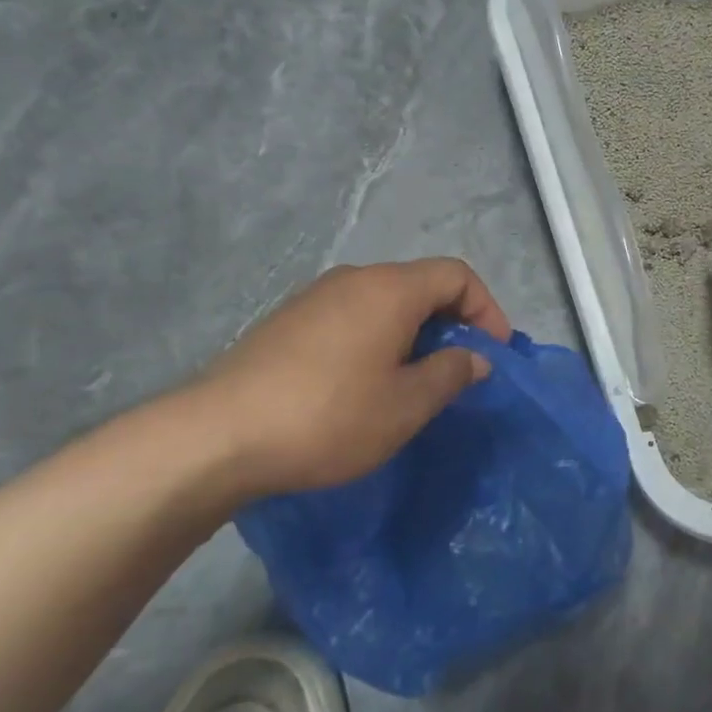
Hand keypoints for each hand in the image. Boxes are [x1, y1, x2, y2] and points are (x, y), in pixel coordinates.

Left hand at [191, 258, 511, 497]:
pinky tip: (366, 384)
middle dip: (452, 323)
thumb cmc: (329, 417)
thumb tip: (474, 358)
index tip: (494, 354)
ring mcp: (315, 297)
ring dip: (414, 334)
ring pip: (385, 302)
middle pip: (420, 284)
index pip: (457, 275)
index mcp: (390, 289)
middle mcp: (353, 279)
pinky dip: (378, 339)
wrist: (217, 436)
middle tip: (461, 370)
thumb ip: (450, 374)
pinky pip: (352, 317)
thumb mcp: (406, 405)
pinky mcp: (288, 322)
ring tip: (416, 381)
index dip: (487, 309)